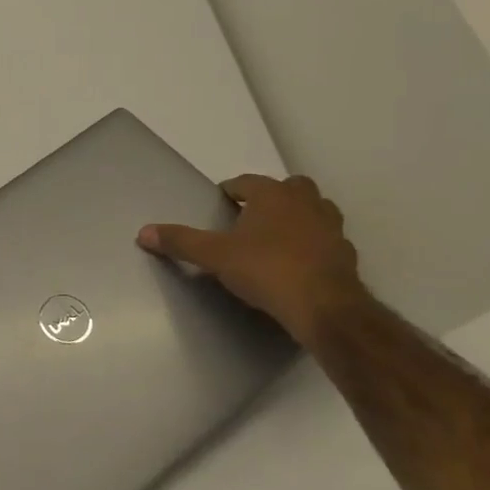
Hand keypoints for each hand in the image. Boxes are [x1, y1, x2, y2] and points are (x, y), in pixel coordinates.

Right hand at [137, 174, 369, 349]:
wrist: (324, 307)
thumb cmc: (266, 270)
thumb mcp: (214, 256)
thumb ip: (180, 242)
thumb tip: (144, 232)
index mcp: (273, 195)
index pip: (247, 182)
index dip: (232, 190)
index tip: (221, 203)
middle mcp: (306, 203)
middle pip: (289, 188)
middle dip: (271, 197)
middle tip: (251, 216)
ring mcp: (331, 227)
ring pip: (314, 210)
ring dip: (297, 217)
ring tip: (275, 237)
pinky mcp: (346, 254)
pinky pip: (326, 239)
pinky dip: (312, 244)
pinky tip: (297, 262)